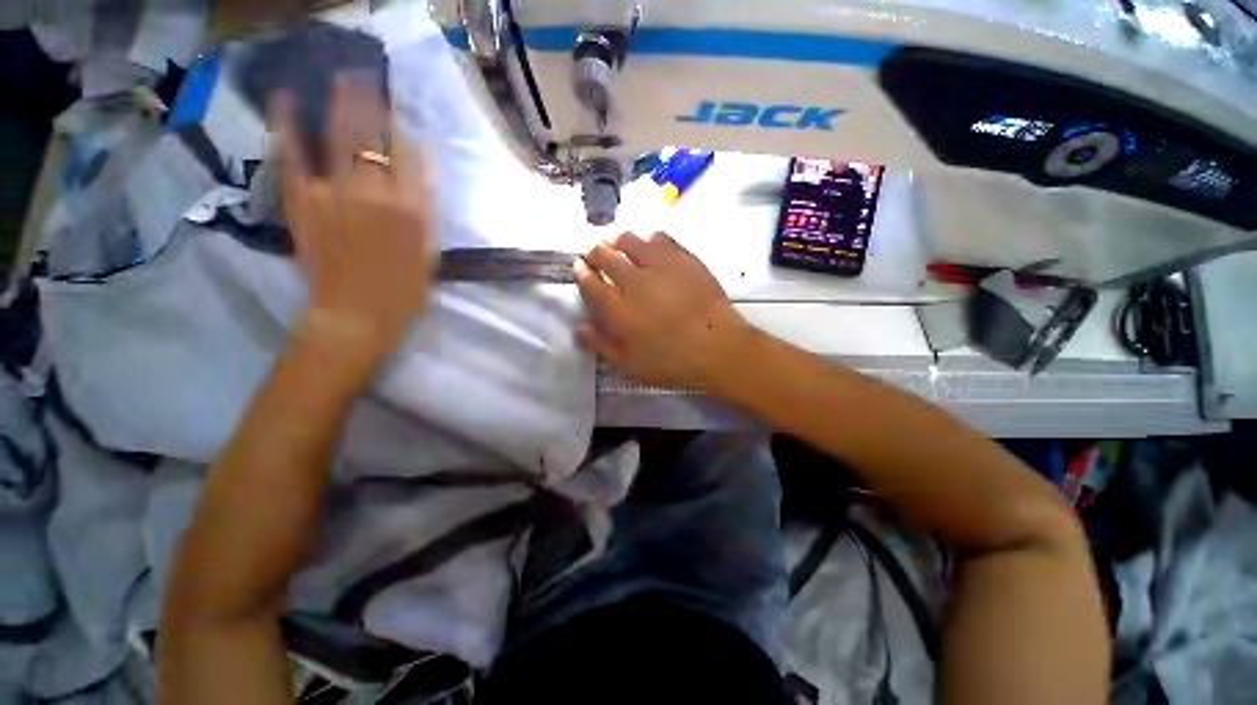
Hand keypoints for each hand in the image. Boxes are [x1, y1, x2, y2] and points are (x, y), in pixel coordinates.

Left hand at [271, 76, 434, 364]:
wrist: (354, 318)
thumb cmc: (402, 294)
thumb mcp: (430, 258)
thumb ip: (426, 217)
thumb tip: (418, 181)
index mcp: (412, 210)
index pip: (411, 159)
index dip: (404, 133)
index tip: (399, 116)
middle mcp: (377, 193)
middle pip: (376, 138)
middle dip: (371, 104)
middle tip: (365, 74)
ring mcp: (336, 193)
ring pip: (339, 137)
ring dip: (339, 103)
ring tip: (339, 76)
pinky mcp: (302, 201)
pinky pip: (293, 156)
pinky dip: (287, 127)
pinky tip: (285, 101)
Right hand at [573, 232, 755, 387]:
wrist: (717, 346)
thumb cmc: (671, 361)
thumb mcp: (630, 364)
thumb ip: (601, 345)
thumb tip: (579, 328)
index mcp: (618, 308)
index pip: (591, 283)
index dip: (582, 272)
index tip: (579, 265)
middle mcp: (633, 281)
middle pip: (606, 256)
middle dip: (595, 251)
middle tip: (594, 252)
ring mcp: (659, 265)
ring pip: (630, 241)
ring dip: (619, 241)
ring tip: (619, 244)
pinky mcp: (683, 258)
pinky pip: (660, 239)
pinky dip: (650, 240)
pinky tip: (651, 245)